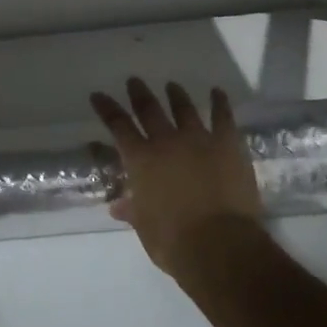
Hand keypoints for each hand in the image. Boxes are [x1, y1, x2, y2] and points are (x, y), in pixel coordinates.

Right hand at [90, 79, 262, 274]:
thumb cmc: (173, 241)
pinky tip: (217, 92)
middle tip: (134, 81)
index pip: (118, 126)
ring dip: (176, 95)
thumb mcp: (144, 227)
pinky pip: (223, 117)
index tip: (98, 95)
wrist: (219, 245)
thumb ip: (133, 210)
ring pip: (184, 108)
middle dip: (139, 94)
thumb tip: (119, 206)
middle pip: (149, 109)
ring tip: (171, 86)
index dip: (107, 109)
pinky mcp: (228, 145)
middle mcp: (166, 142)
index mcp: (140, 160)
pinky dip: (220, 103)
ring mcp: (199, 139)